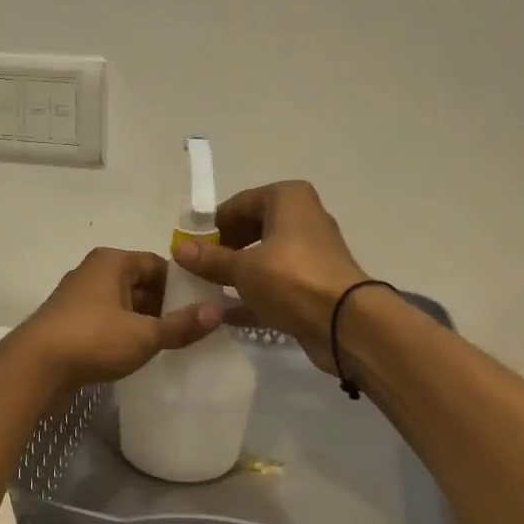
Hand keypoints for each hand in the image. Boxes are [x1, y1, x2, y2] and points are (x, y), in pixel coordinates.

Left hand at [1, 248, 221, 392]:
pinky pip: (106, 321)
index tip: (202, 308)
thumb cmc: (93, 339)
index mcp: (112, 261)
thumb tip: (219, 311)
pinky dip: (123, 333)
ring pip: (123, 304)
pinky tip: (137, 354)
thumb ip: (182, 324)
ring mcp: (78, 297)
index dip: (183, 285)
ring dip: (143, 322)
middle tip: (191, 329)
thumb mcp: (144, 335)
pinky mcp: (68, 322)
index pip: (158, 264)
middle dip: (164, 305)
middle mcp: (93, 271)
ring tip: (169, 344)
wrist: (34, 368)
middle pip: (140, 283)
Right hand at [171, 181, 367, 373]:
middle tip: (198, 269)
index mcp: (288, 199)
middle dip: (225, 249)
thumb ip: (210, 259)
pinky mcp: (313, 286)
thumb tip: (178, 248)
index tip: (191, 248)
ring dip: (237, 274)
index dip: (213, 225)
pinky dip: (253, 296)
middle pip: (252, 229)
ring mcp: (310, 254)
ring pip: (264, 258)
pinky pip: (275, 285)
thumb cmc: (291, 279)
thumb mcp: (243, 268)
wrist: (345, 324)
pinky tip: (226, 314)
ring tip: (207, 290)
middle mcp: (302, 219)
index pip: (239, 203)